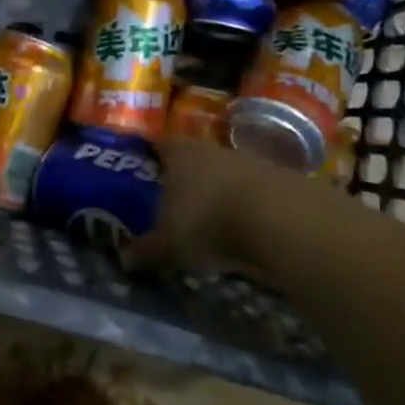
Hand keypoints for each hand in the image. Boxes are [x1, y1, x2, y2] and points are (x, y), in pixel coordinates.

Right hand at [125, 138, 278, 273]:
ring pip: (225, 174)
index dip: (152, 156)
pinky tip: (244, 229)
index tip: (145, 168)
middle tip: (175, 200)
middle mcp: (211, 149)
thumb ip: (146, 250)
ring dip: (219, 192)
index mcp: (179, 153)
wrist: (280, 219)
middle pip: (194, 158)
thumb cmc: (208, 222)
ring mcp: (248, 161)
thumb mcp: (169, 244)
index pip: (160, 145)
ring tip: (211, 219)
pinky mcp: (279, 180)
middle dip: (186, 177)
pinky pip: (253, 191)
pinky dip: (246, 206)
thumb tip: (124, 259)